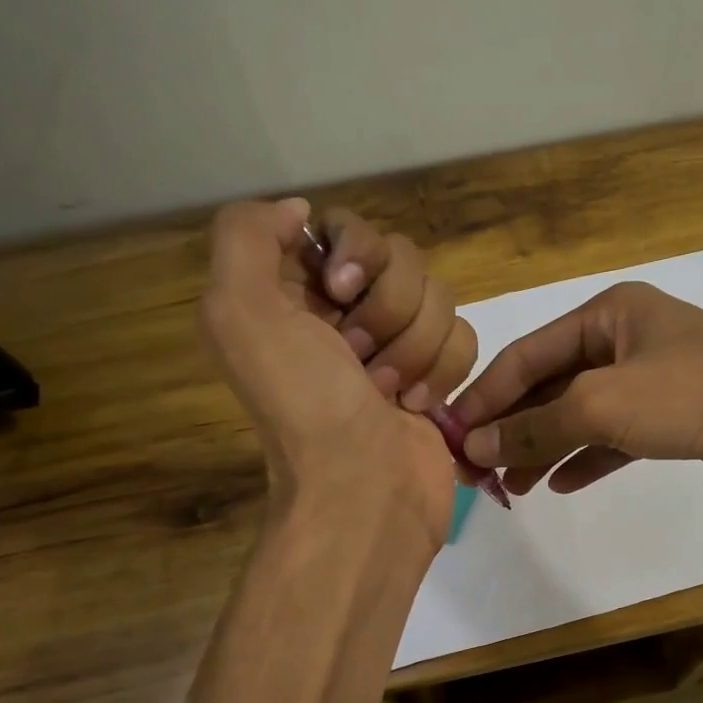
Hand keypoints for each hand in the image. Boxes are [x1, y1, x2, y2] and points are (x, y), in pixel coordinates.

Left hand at [200, 198, 477, 546]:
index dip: (356, 251)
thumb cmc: (306, 405)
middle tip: (359, 359)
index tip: (340, 292)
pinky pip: (463, 336)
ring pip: (439, 298)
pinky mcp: (438, 374)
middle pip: (403, 259)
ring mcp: (397, 344)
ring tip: (390, 393)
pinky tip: (418, 406)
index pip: (346, 227)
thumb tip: (300, 212)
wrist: (365, 490)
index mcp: (294, 292)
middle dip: (388, 311)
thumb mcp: (239, 312)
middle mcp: (345, 312)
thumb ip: (247, 235)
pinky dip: (444, 371)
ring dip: (416, 348)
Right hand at [452, 282, 702, 503]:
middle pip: (552, 385)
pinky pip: (615, 439)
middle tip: (477, 470)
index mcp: (608, 314)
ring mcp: (652, 382)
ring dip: (544, 448)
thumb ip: (536, 425)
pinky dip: (586, 459)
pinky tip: (560, 485)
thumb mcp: (605, 403)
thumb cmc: (698, 394)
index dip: (486, 395)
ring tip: (511, 488)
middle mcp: (627, 341)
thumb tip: (475, 446)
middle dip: (514, 427)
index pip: (528, 354)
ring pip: (582, 415)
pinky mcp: (673, 421)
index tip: (452, 435)